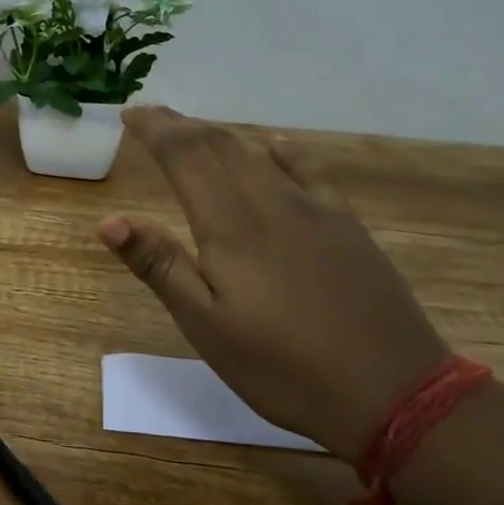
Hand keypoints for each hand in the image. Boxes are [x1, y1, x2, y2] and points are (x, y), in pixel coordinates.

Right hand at [98, 106, 448, 461]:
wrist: (393, 392)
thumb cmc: (282, 367)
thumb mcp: (206, 326)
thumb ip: (160, 267)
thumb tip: (110, 220)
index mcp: (230, 226)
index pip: (185, 157)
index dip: (156, 130)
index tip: (130, 112)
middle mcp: (271, 203)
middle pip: (220, 147)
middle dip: (182, 126)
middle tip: (151, 115)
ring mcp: (316, 210)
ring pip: (259, 154)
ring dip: (221, 136)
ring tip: (195, 131)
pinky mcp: (347, 226)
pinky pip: (310, 171)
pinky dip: (283, 151)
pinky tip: (276, 145)